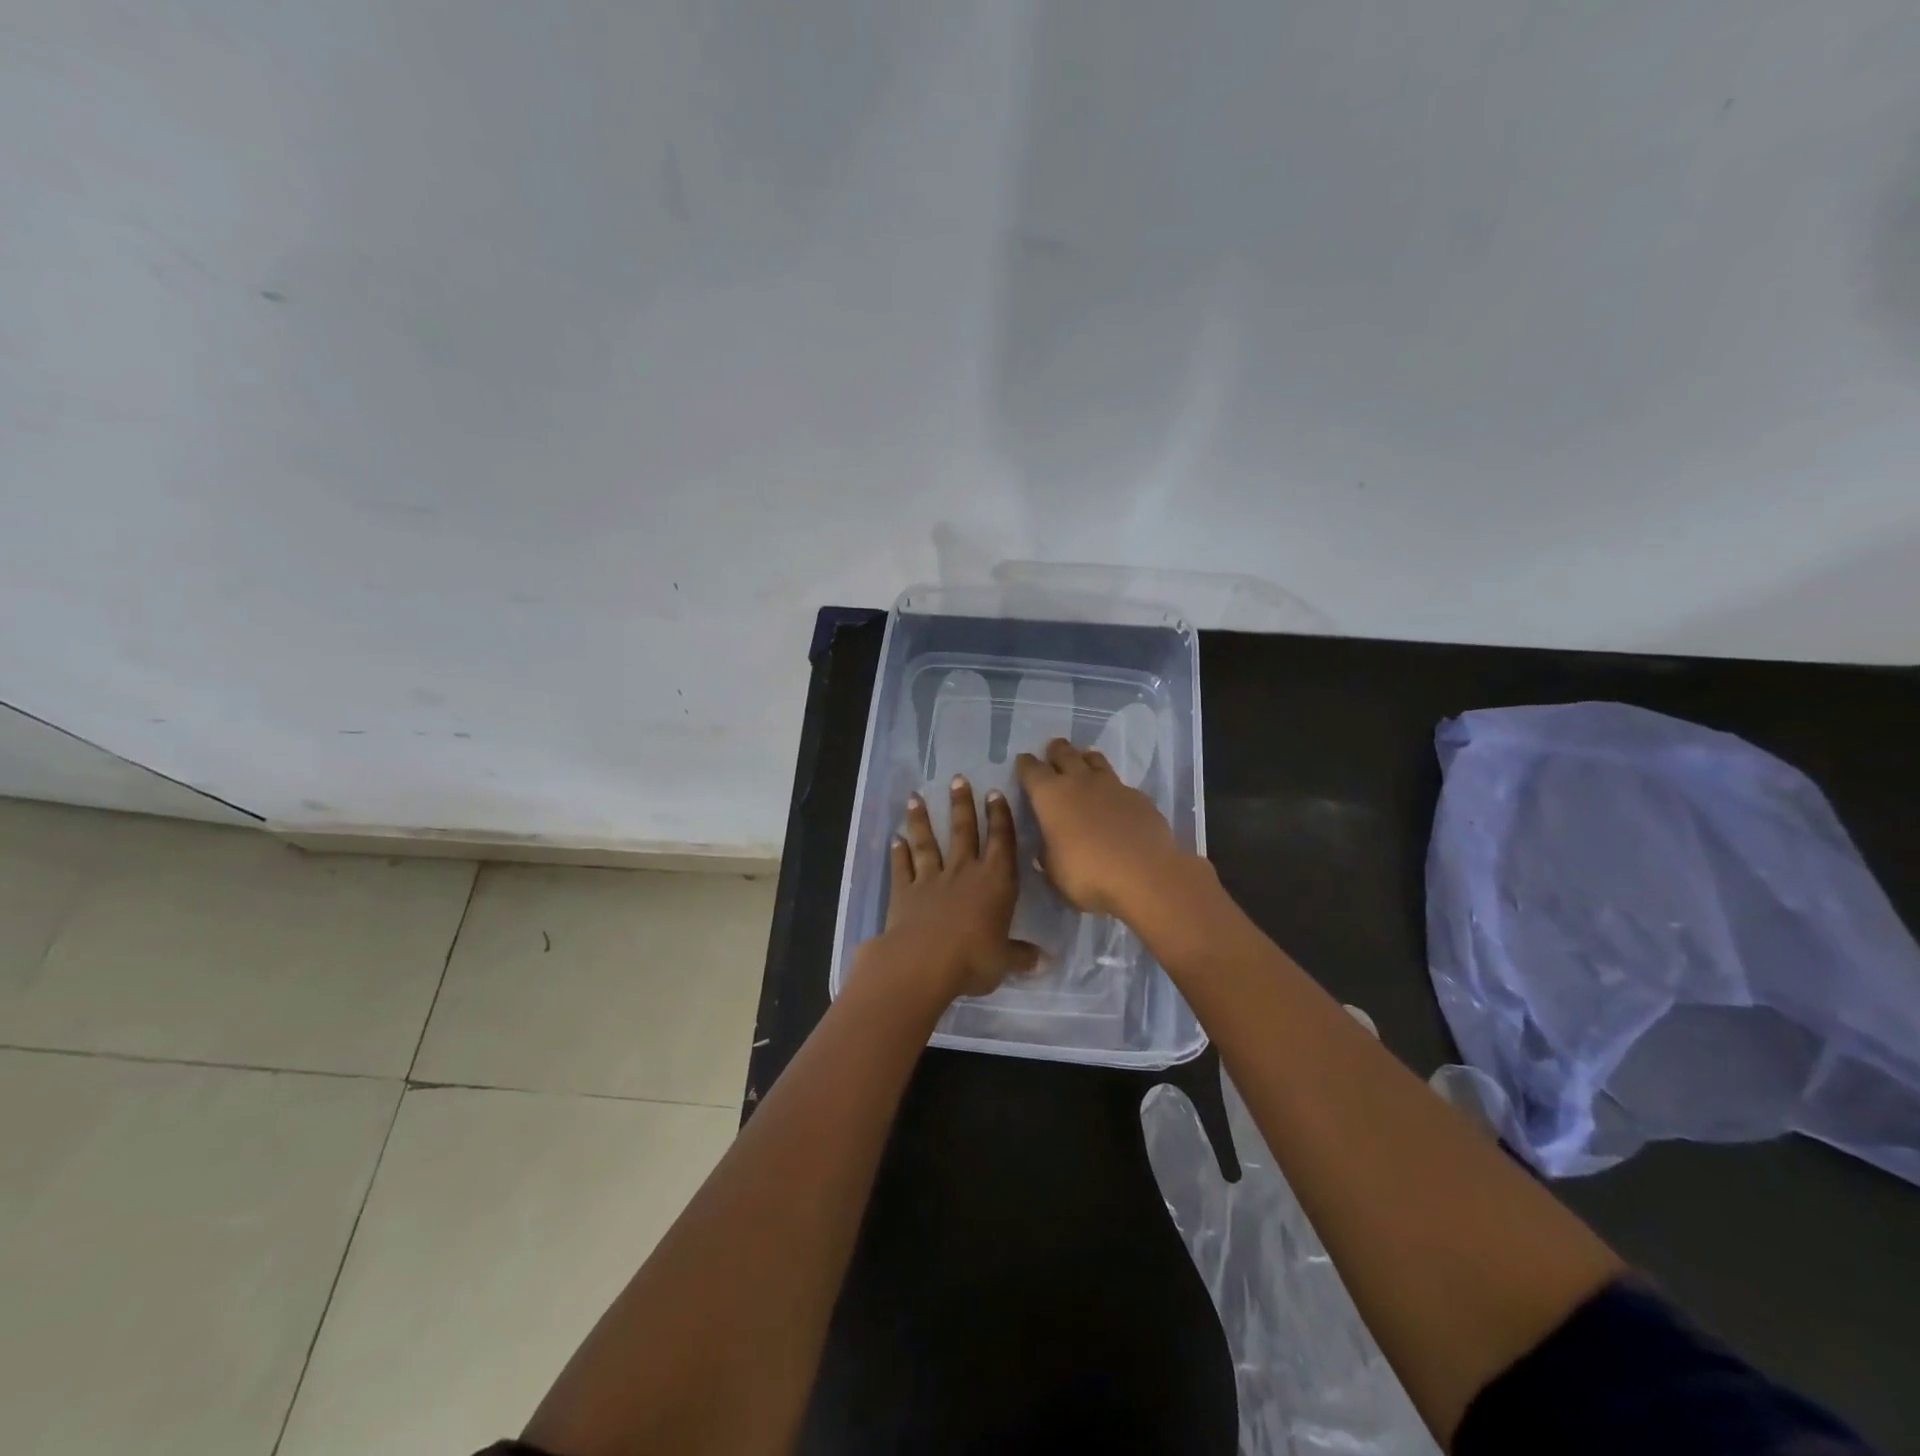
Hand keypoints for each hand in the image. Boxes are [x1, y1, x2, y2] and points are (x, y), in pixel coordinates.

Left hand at [863, 775, 1040, 1000]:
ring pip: (927, 842)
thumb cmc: (973, 960)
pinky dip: (898, 853)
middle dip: (961, 804)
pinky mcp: (904, 892)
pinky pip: (901, 867)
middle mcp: (963, 872)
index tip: (994, 793)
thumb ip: (1021, 955)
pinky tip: (894, 839)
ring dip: (921, 820)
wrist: (923, 963)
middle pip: (963, 831)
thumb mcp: (1004, 961)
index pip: (1001, 842)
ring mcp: (931, 879)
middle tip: (957, 779)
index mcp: (995, 882)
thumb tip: (1045, 961)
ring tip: (915, 798)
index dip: (999, 817)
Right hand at [1014, 737, 1193, 917]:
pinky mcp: (1139, 797)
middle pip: (1065, 754)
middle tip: (1053, 749)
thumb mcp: (1054, 872)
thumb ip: (1048, 853)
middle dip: (1056, 750)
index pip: (1031, 770)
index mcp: (1050, 796)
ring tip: (1084, 760)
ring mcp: (1112, 786)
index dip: (1025, 765)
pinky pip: (1120, 784)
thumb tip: (1048, 846)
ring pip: (1095, 760)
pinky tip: (1115, 799)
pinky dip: (1113, 787)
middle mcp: (1079, 782)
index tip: (1023, 762)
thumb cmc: (1087, 874)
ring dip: (1086, 758)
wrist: (1144, 874)